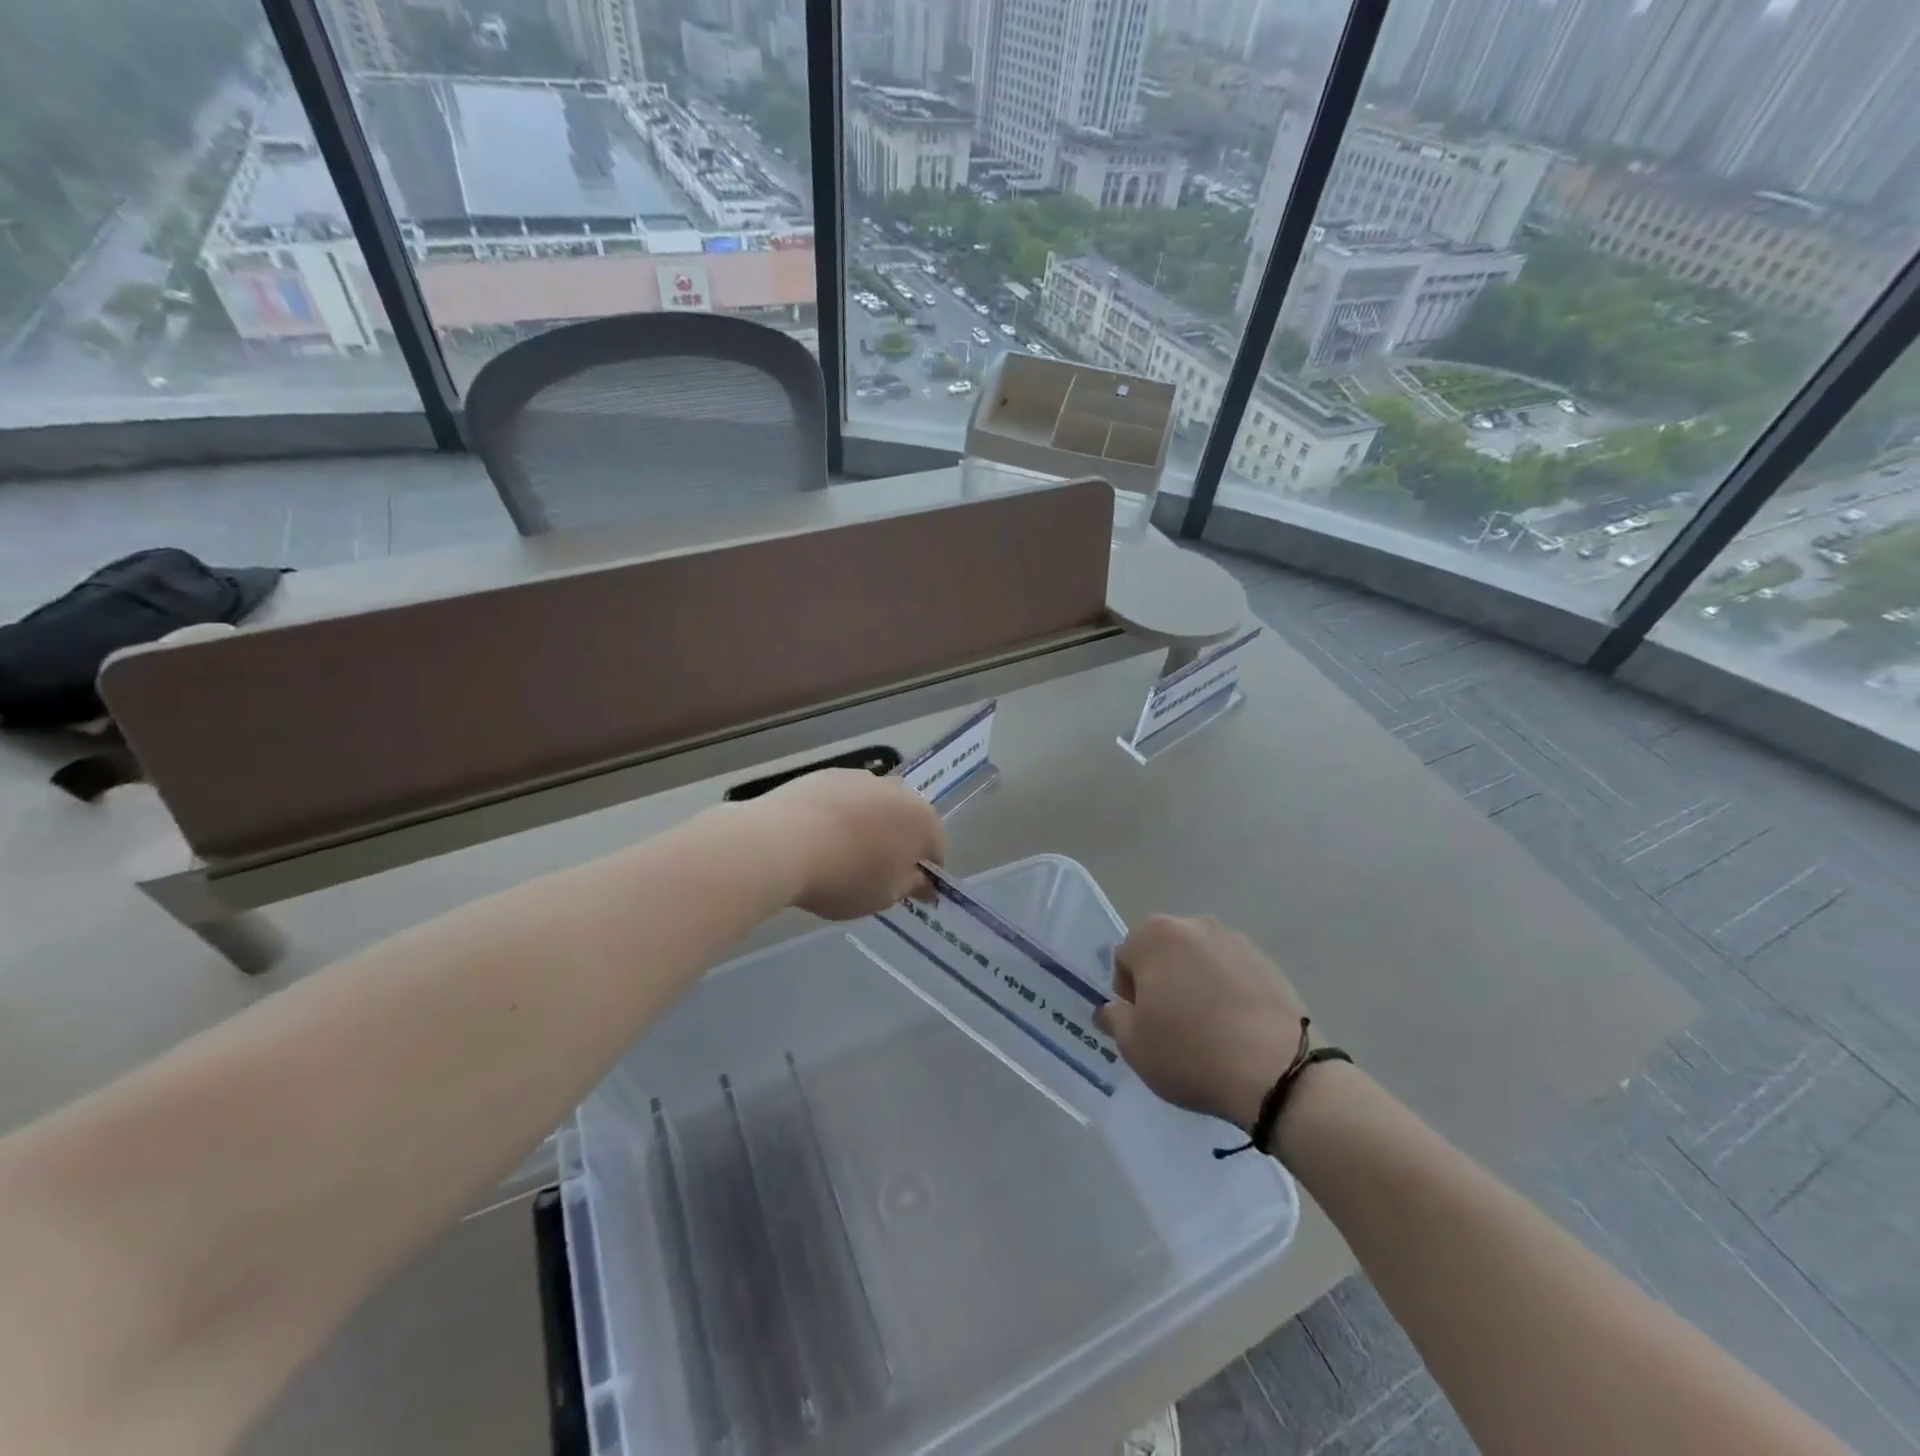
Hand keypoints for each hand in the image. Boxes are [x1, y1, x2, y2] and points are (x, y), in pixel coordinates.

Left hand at [753, 769, 945, 920]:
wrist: (781, 842)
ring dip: (868, 826)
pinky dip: (839, 815)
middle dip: (898, 843)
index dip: (924, 872)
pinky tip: (817, 838)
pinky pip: (843, 800)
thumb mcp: (885, 895)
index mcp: (922, 820)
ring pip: (874, 807)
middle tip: (874, 873)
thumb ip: (912, 886)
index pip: (936, 848)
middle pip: (907, 820)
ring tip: (840, 855)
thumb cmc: (845, 876)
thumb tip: (926, 884)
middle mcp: (898, 790)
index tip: (906, 891)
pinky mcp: (826, 774)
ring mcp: (860, 777)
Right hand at [1095, 915, 1309, 1130]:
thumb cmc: (1190, 1051)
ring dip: (1197, 986)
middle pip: (1164, 953)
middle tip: (1172, 1027)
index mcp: (1154, 935)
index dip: (1129, 994)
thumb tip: (1112, 1009)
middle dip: (1163, 982)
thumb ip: (1114, 1019)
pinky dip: (1229, 994)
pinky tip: (1237, 1030)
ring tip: (1209, 1030)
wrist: (1277, 1070)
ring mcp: (1236, 941)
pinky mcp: (1269, 963)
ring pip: (1201, 962)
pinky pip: (1234, 975)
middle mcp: (1194, 925)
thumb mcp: (1134, 1045)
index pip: (1125, 959)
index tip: (1143, 1025)